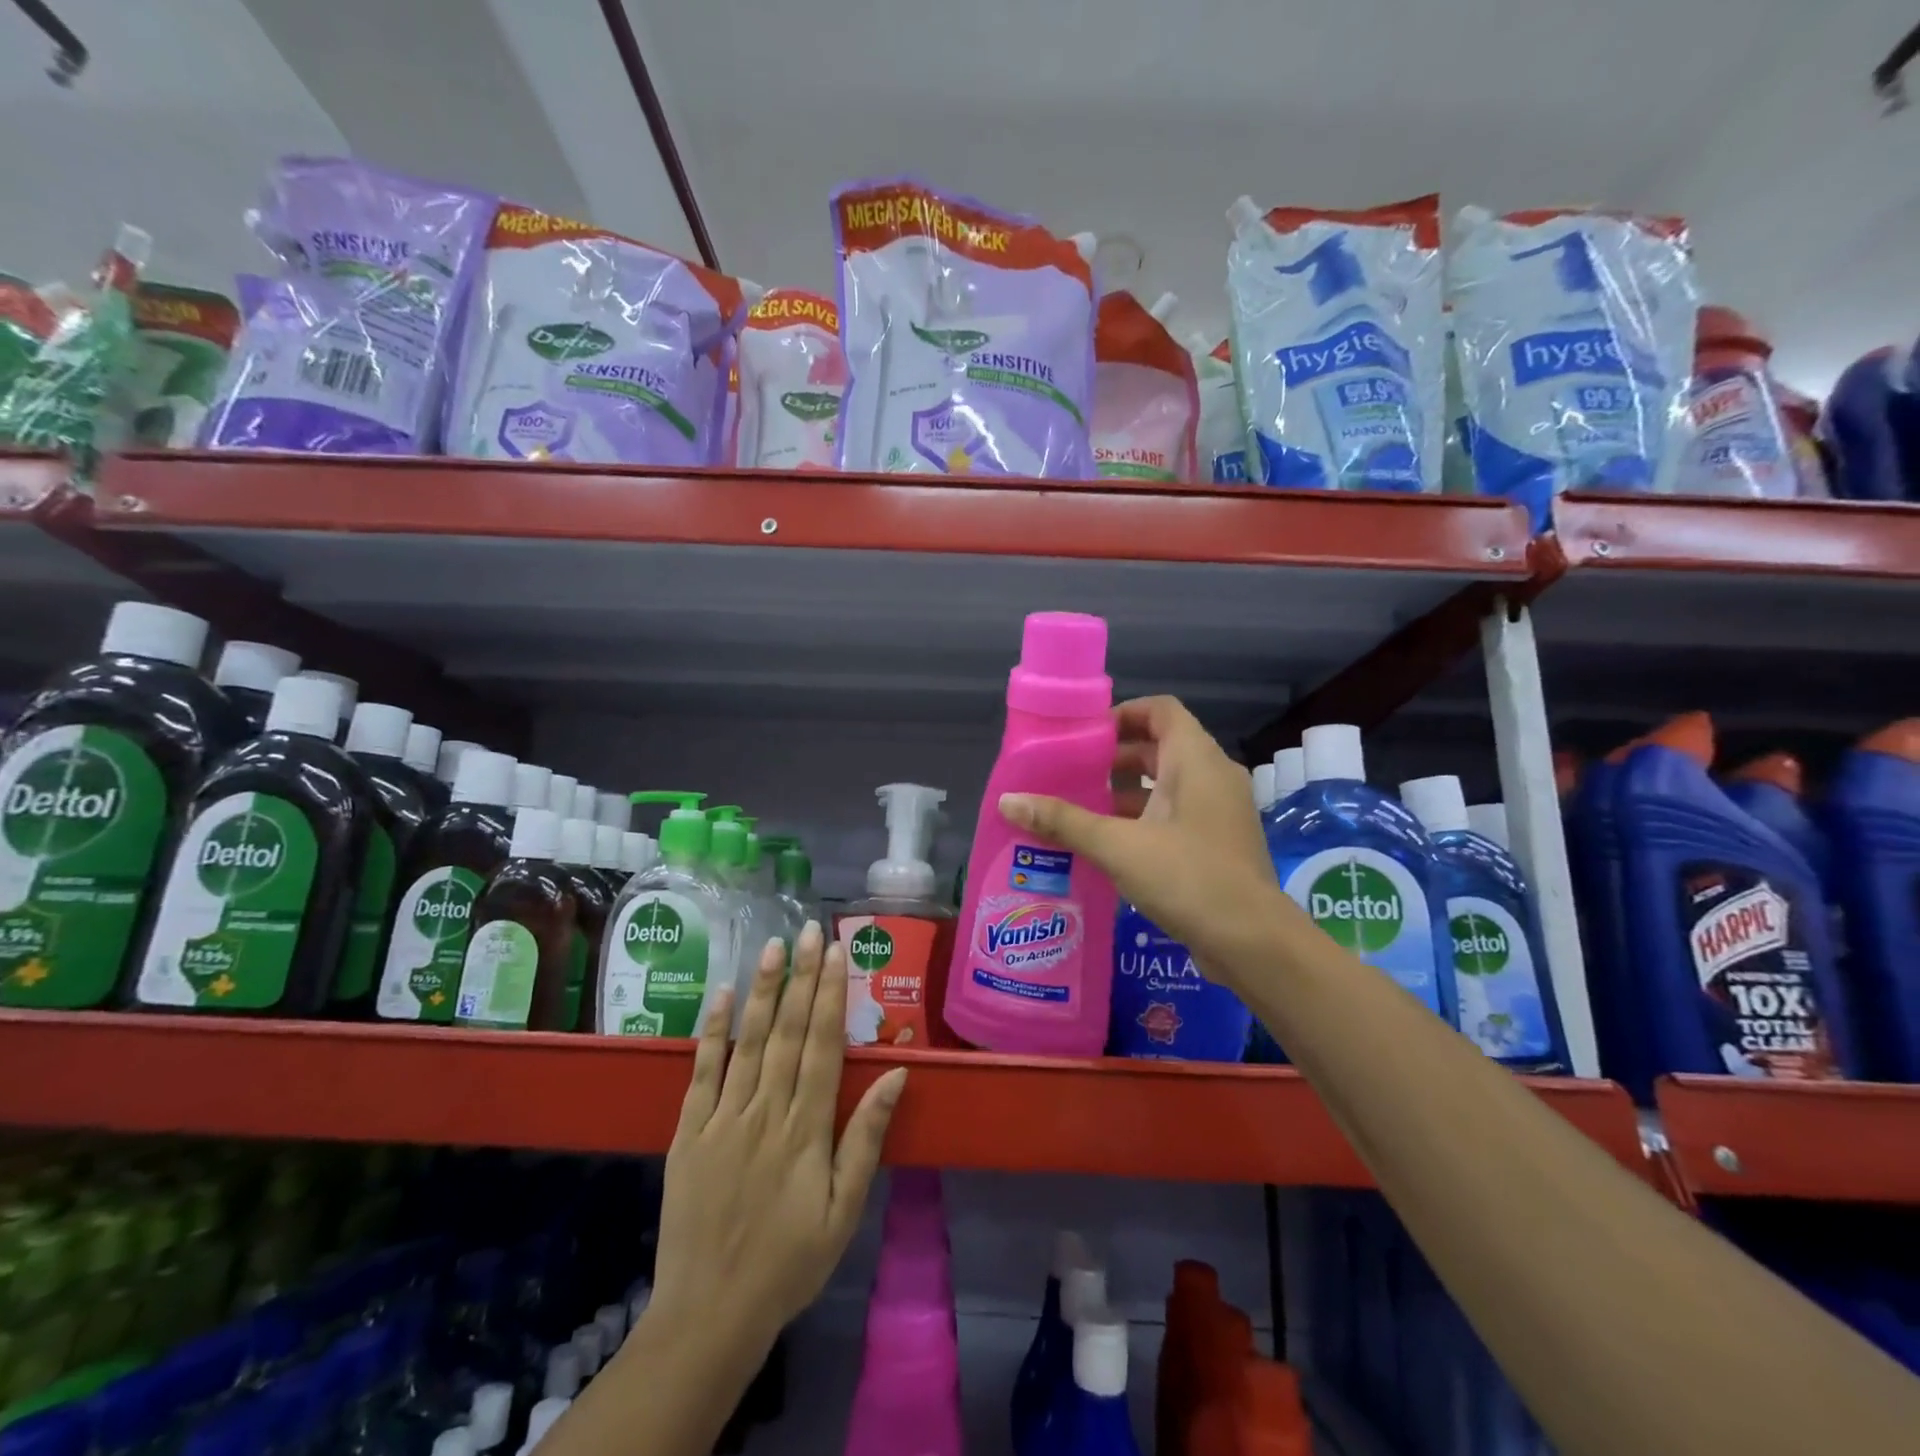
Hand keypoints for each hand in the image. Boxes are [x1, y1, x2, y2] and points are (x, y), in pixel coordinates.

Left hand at [651, 923, 908, 1355]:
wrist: (710, 1314)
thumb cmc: (789, 1263)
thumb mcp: (843, 1213)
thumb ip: (866, 1140)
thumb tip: (896, 1074)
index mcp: (806, 1131)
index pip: (822, 1046)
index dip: (830, 995)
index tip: (836, 953)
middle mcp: (765, 1113)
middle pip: (786, 1033)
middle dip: (800, 978)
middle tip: (808, 930)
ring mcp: (722, 1119)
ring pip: (746, 1042)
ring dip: (761, 991)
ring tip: (772, 946)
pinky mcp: (688, 1133)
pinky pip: (701, 1073)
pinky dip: (711, 1032)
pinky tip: (719, 995)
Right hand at [999, 695, 1281, 994]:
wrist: (1253, 942)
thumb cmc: (1188, 877)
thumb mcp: (1117, 845)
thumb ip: (1063, 820)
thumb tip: (1008, 800)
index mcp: (1195, 760)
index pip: (1160, 710)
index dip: (1122, 714)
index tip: (1084, 737)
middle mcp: (1213, 777)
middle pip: (1160, 747)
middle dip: (1114, 758)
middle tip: (1071, 774)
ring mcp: (1219, 812)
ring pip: (1167, 785)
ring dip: (1126, 792)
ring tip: (1080, 809)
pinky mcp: (1218, 844)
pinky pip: (1176, 815)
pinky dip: (1143, 819)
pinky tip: (1108, 845)